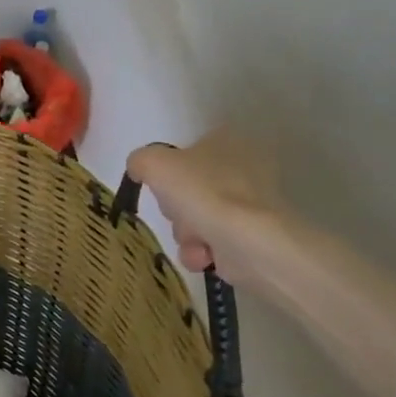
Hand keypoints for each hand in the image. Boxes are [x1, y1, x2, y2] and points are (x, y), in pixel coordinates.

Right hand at [126, 130, 285, 287]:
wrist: (250, 243)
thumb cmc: (202, 192)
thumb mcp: (153, 163)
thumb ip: (140, 161)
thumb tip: (140, 170)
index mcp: (226, 140)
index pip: (185, 152)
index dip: (168, 172)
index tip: (162, 187)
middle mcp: (245, 168)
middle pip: (188, 189)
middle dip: (176, 208)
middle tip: (177, 212)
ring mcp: (252, 205)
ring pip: (198, 218)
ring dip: (186, 233)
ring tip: (195, 240)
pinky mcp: (255, 238)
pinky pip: (214, 243)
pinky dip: (203, 252)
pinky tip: (205, 256)